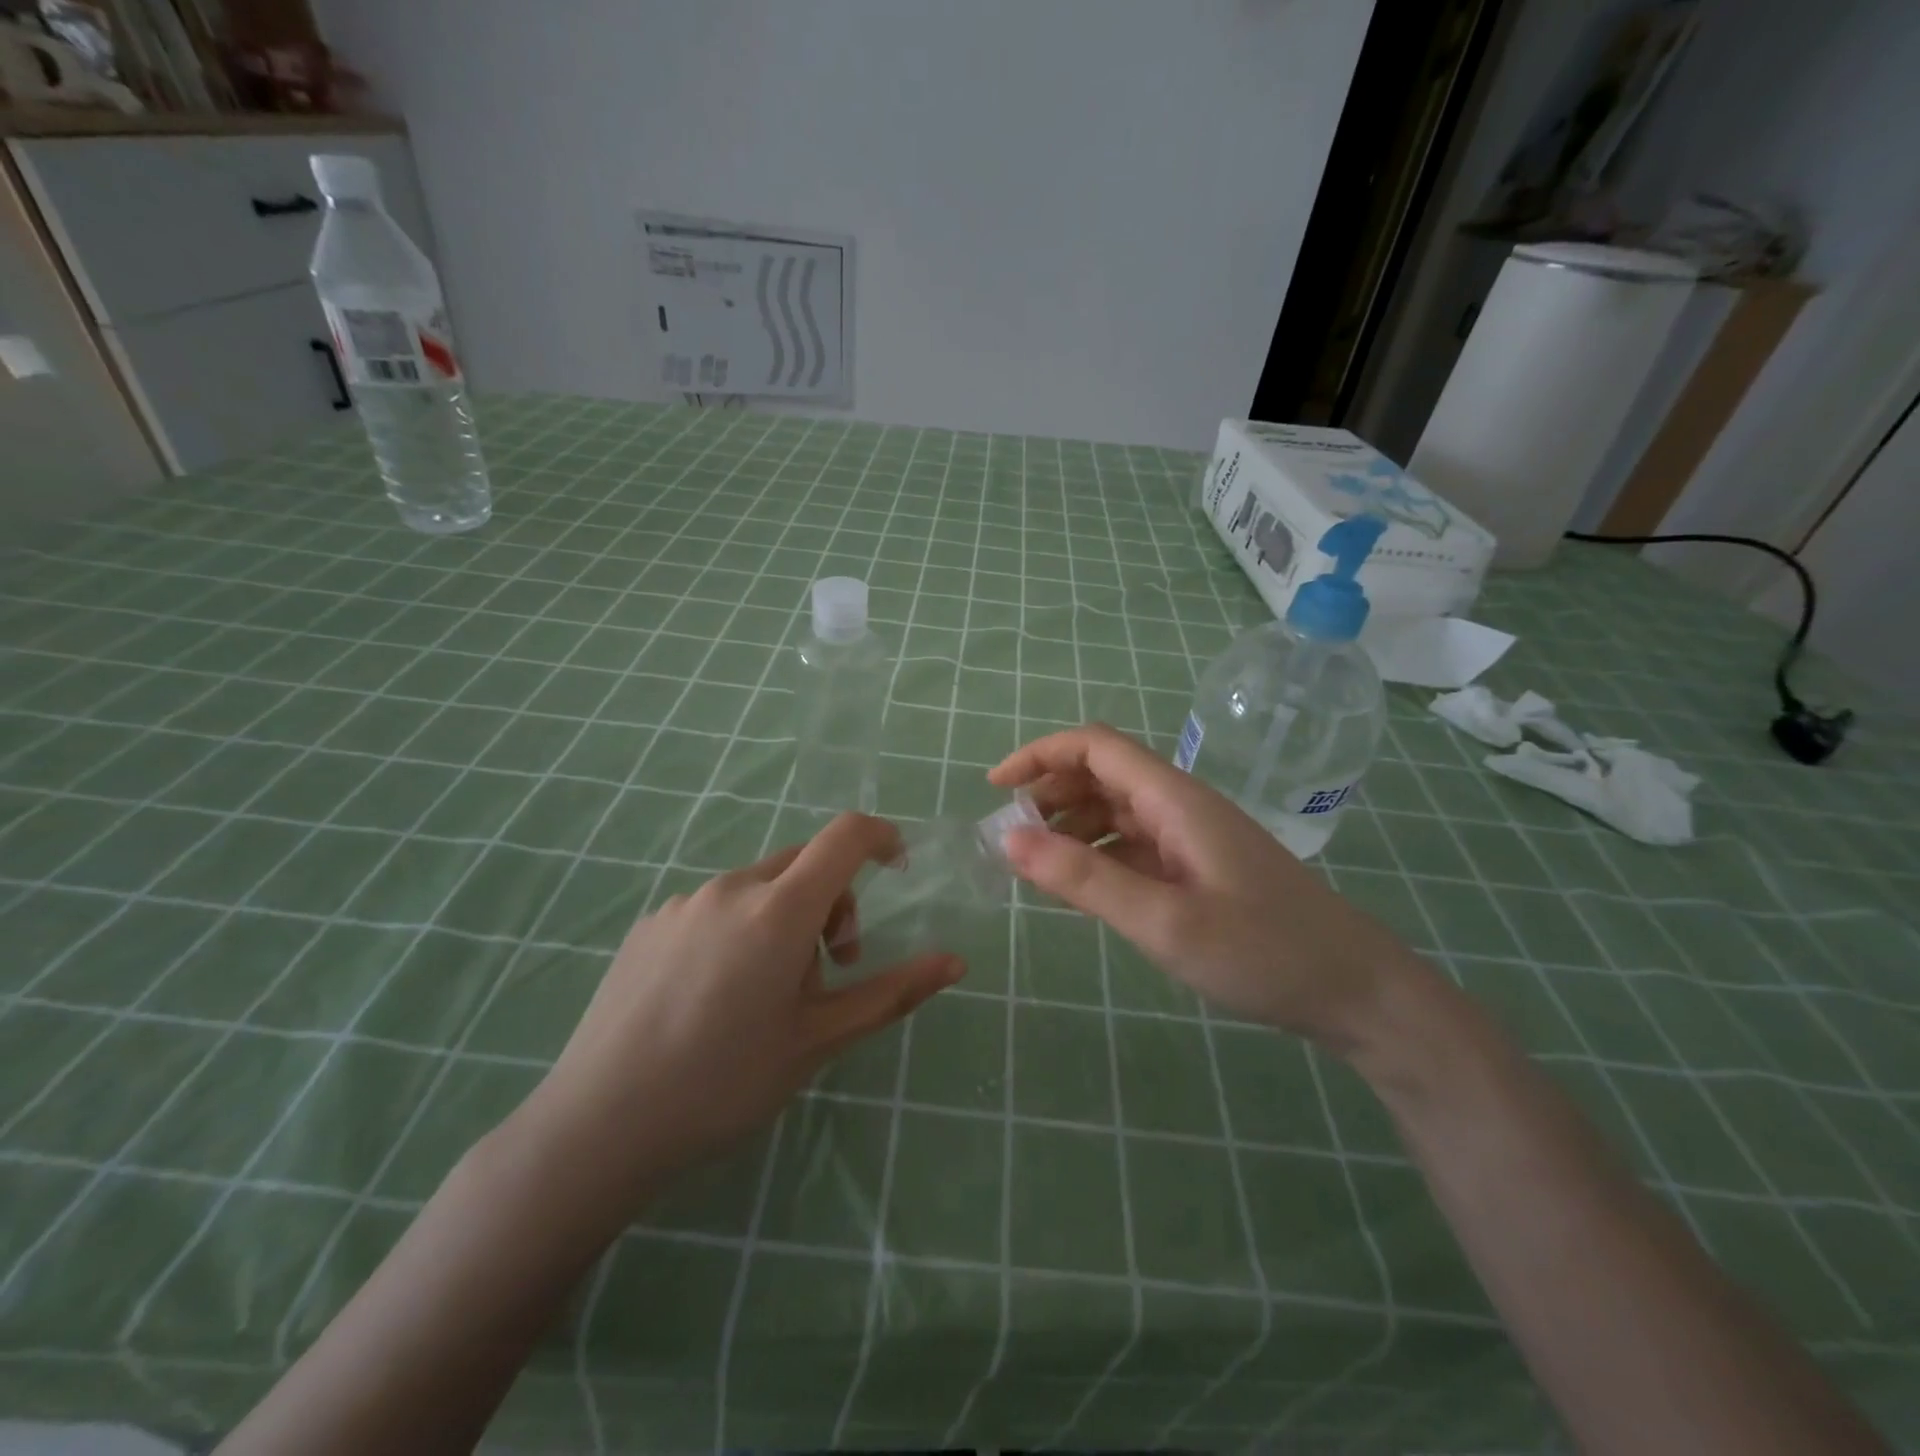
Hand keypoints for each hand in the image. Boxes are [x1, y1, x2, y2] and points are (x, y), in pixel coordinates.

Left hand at [507, 813, 964, 1221]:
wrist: (598, 1125)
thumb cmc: (725, 1083)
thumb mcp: (819, 1040)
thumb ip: (892, 992)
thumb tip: (955, 962)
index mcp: (779, 910)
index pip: (844, 836)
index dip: (881, 837)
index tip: (898, 868)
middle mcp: (731, 888)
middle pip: (804, 864)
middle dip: (834, 902)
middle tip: (829, 971)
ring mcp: (684, 903)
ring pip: (759, 888)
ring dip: (785, 920)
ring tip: (766, 994)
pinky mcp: (650, 924)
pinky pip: (716, 907)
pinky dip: (740, 930)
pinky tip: (713, 997)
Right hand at [990, 724, 1418, 1049]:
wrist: (1355, 990)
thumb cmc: (1262, 952)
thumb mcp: (1163, 921)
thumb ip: (1084, 878)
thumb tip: (1009, 839)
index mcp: (1173, 799)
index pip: (1094, 747)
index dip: (1039, 755)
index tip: (995, 788)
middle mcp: (1180, 805)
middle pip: (1101, 774)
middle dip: (1049, 794)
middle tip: (1011, 839)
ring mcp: (1192, 836)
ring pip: (1116, 810)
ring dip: (1071, 825)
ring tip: (1035, 865)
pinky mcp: (1198, 866)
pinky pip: (1135, 844)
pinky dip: (1098, 853)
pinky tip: (1082, 887)